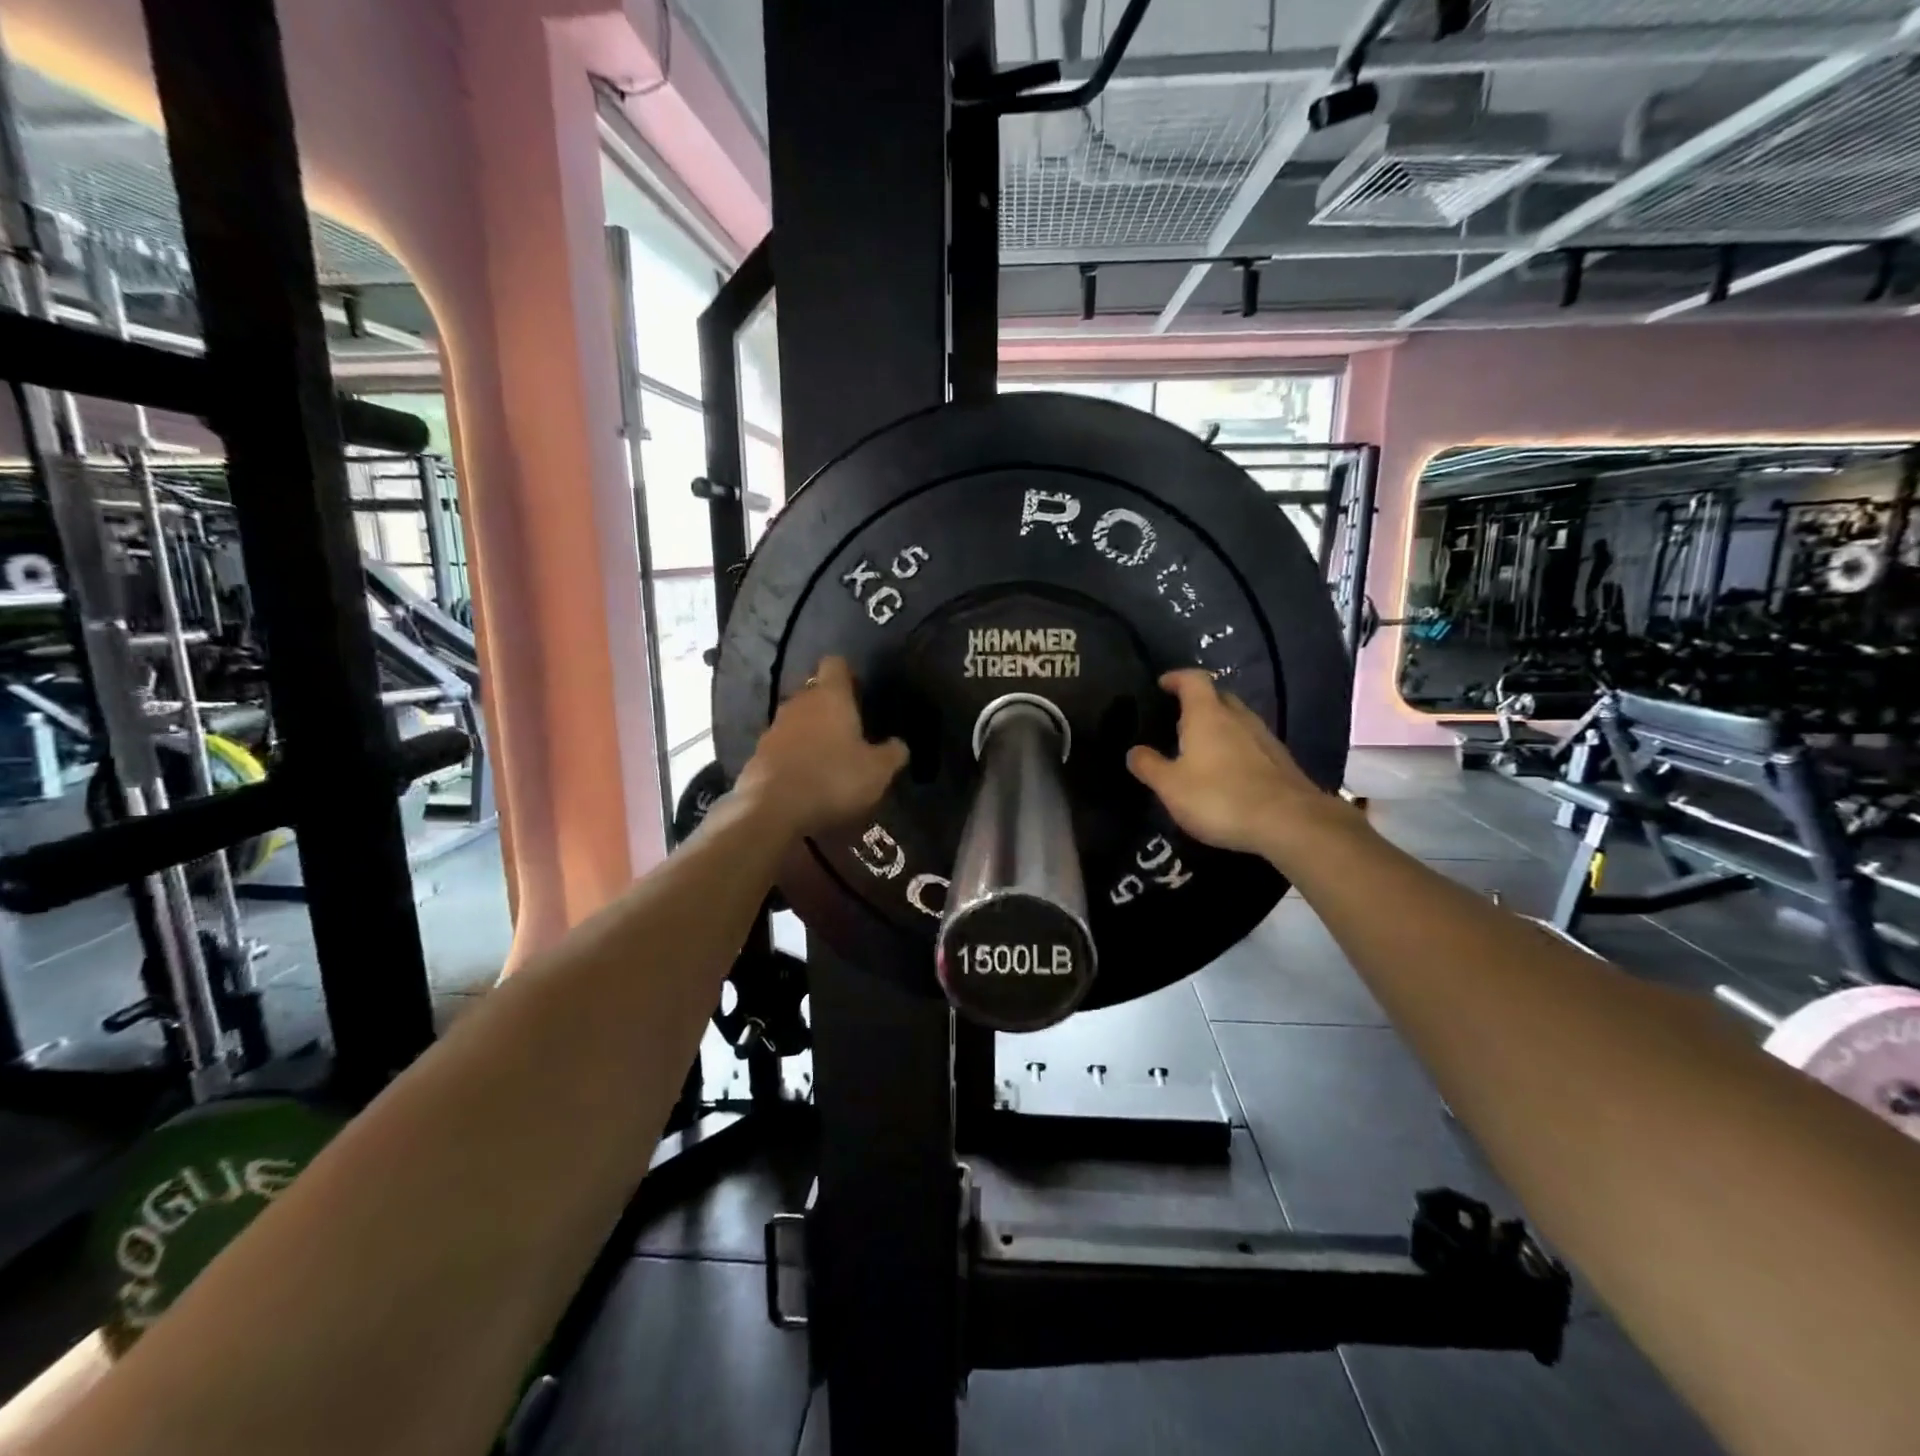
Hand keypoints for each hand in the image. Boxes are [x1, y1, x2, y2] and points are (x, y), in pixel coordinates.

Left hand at [734, 657, 907, 837]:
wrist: (772, 810)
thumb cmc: (833, 779)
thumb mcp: (877, 771)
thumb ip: (892, 753)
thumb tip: (898, 744)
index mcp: (830, 697)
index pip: (835, 664)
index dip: (848, 674)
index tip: (860, 692)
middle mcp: (798, 703)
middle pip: (814, 692)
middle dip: (830, 707)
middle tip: (850, 731)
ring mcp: (773, 728)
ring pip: (796, 720)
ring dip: (810, 733)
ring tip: (828, 758)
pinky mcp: (757, 755)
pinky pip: (782, 747)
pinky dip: (794, 756)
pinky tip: (806, 779)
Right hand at [1126, 670, 1350, 861]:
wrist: (1289, 822)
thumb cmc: (1219, 797)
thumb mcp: (1171, 786)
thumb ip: (1149, 766)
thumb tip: (1134, 751)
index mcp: (1207, 715)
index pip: (1193, 679)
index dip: (1176, 678)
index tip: (1162, 684)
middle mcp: (1238, 717)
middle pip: (1218, 696)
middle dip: (1197, 702)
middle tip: (1177, 720)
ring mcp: (1264, 737)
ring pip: (1236, 720)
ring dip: (1218, 726)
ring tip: (1199, 748)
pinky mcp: (1280, 760)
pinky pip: (1251, 742)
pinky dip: (1235, 747)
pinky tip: (1227, 771)